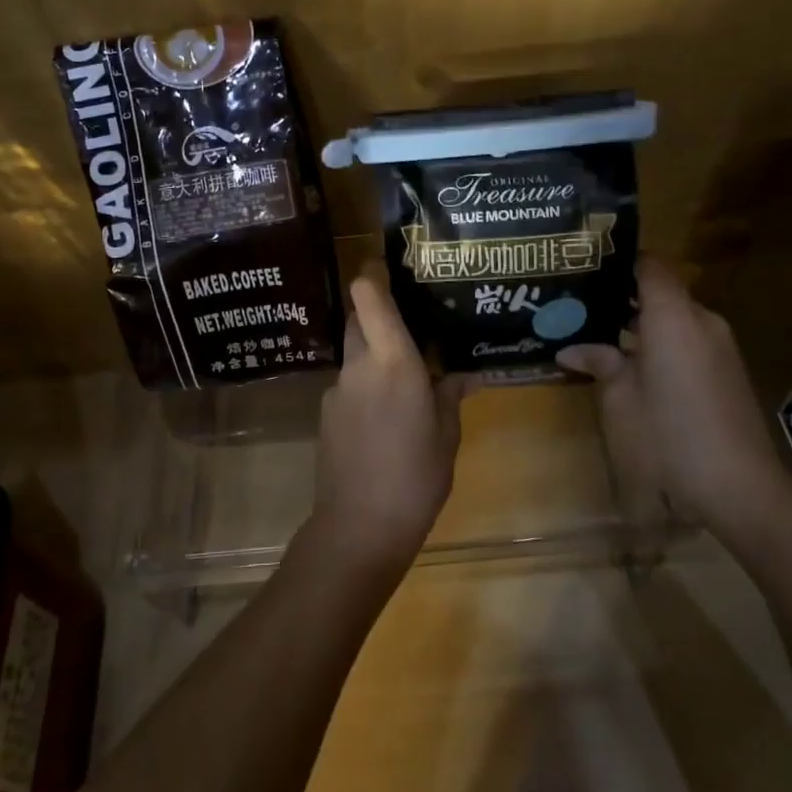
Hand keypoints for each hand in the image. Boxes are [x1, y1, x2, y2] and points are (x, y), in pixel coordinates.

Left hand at [309, 271, 471, 574]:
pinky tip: (387, 414)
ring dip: (375, 351)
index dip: (373, 272)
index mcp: (393, 362)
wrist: (359, 527)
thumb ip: (451, 395)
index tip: (389, 264)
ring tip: (406, 373)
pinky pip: (349, 382)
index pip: (369, 296)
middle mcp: (359, 365)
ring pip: (354, 351)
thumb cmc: (416, 477)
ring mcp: (337, 389)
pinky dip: (366, 383)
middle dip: (379, 311)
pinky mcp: (327, 413)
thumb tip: (465, 374)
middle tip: (412, 320)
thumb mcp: (447, 435)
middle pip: (359, 317)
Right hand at [557, 256, 781, 524]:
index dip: (621, 259)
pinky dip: (661, 342)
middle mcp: (702, 321)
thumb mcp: (620, 400)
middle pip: (662, 291)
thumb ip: (600, 362)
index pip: (651, 265)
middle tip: (582, 303)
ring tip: (600, 333)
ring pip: (675, 318)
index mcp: (673, 317)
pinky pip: (689, 341)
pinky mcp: (727, 372)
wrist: (739, 488)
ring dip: (642, 322)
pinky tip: (633, 364)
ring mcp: (720, 348)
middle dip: (623, 295)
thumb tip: (571, 348)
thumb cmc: (668, 436)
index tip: (587, 264)